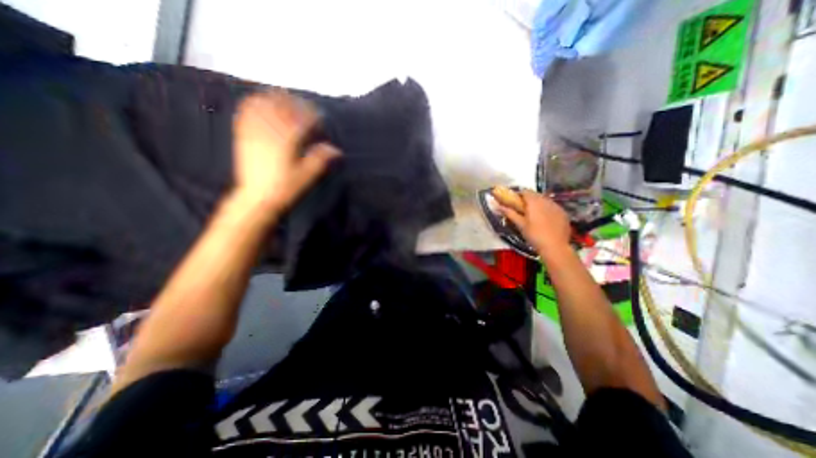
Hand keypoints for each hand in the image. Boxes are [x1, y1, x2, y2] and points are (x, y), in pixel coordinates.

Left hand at [231, 90, 339, 214]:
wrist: (257, 198)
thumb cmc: (286, 188)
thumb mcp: (308, 176)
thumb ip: (321, 159)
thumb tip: (337, 150)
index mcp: (287, 141)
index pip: (302, 118)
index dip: (313, 116)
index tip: (320, 119)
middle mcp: (270, 131)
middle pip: (282, 106)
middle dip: (295, 103)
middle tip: (305, 107)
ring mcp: (254, 132)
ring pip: (262, 104)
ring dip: (275, 99)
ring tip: (285, 100)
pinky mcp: (243, 136)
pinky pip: (246, 112)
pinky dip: (254, 103)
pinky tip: (261, 103)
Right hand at [494, 190, 568, 261]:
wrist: (555, 247)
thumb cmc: (534, 235)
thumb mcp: (520, 224)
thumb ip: (509, 213)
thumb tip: (497, 206)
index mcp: (534, 202)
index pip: (525, 191)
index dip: (519, 195)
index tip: (514, 202)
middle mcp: (546, 200)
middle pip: (536, 195)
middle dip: (529, 199)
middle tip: (523, 209)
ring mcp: (557, 206)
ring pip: (545, 200)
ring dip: (538, 204)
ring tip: (534, 215)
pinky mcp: (563, 213)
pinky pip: (553, 207)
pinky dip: (547, 210)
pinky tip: (545, 220)